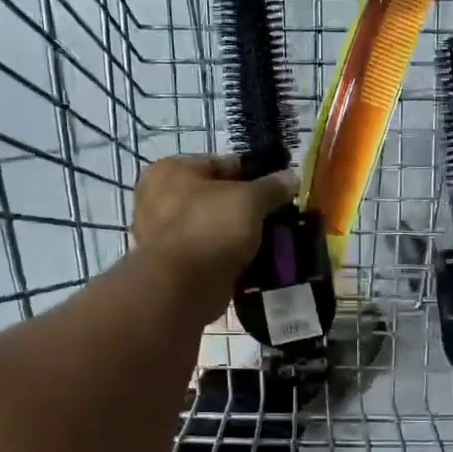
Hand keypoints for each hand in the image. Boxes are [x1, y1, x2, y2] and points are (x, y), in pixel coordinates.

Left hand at [131, 155, 296, 313]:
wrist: (182, 287)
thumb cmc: (210, 227)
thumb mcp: (250, 199)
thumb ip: (272, 187)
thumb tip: (291, 177)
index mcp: (171, 170)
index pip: (222, 165)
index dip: (254, 175)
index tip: (279, 191)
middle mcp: (161, 198)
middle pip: (217, 198)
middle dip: (247, 209)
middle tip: (277, 219)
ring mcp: (165, 235)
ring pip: (214, 228)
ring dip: (239, 236)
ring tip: (271, 243)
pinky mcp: (174, 266)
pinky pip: (210, 255)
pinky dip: (229, 258)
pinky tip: (254, 263)